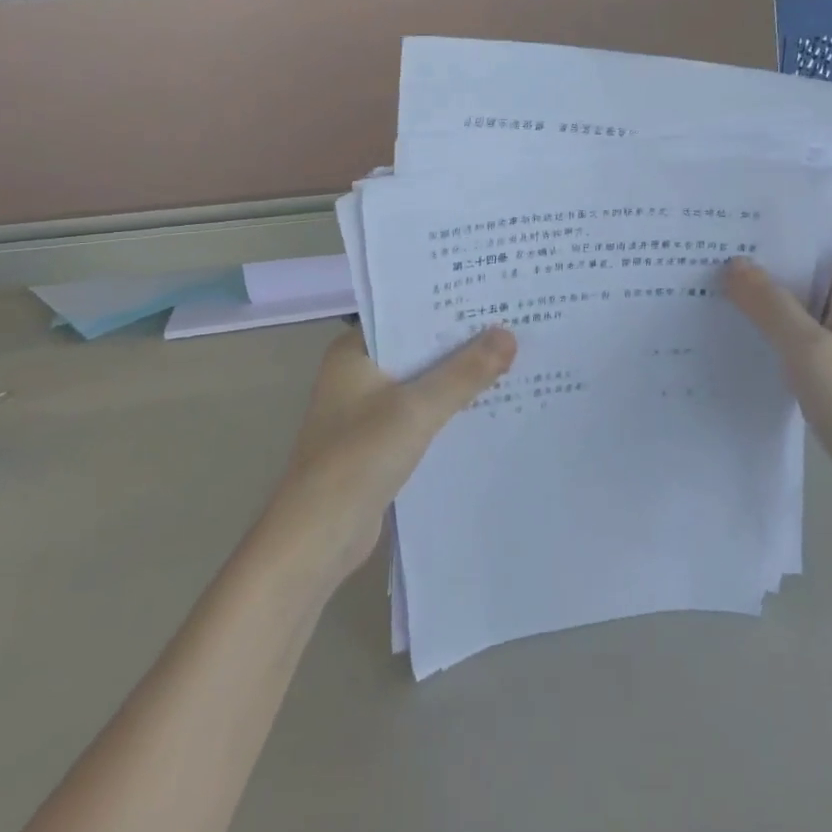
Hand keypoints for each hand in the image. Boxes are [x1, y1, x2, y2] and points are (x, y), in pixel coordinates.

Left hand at [267, 324, 516, 582]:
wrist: (318, 537)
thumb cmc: (359, 457)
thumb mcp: (418, 408)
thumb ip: (464, 372)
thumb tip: (509, 335)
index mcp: (354, 352)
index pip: (406, 314)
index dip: (448, 305)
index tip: (492, 294)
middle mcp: (357, 374)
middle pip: (418, 348)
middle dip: (461, 342)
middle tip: (514, 323)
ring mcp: (366, 411)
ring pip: (422, 383)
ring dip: (457, 377)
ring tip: (512, 358)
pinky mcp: (378, 443)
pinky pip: (421, 414)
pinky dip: (448, 409)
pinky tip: (487, 406)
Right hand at [724, 206, 831, 530]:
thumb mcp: (810, 351)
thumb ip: (770, 305)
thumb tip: (732, 264)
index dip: (813, 202)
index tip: (762, 197)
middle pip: (819, 252)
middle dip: (775, 240)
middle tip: (719, 232)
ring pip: (805, 291)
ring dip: (769, 282)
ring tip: (715, 270)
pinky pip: (800, 327)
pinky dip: (772, 320)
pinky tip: (735, 324)